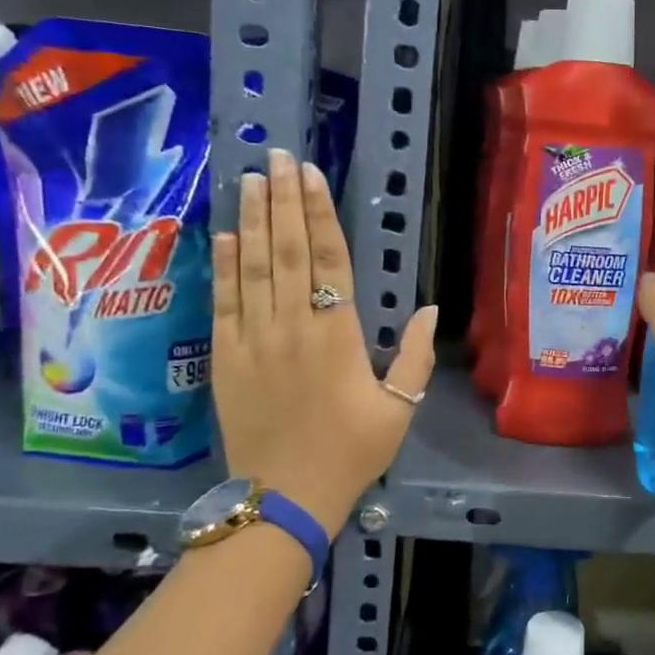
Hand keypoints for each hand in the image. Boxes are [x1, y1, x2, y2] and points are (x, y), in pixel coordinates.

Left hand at [212, 148, 436, 537]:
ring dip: (251, 220)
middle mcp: (293, 326)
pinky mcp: (226, 358)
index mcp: (337, 335)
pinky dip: (224, 267)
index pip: (328, 260)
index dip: (318, 214)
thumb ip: (414, 355)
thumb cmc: (351, 451)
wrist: (286, 496)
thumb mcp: (399, 407)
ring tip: (250, 179)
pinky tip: (224, 235)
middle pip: (286, 251)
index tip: (311, 176)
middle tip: (278, 157)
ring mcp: (253, 340)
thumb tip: (430, 307)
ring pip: (252, 267)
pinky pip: (224, 303)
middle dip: (282, 200)